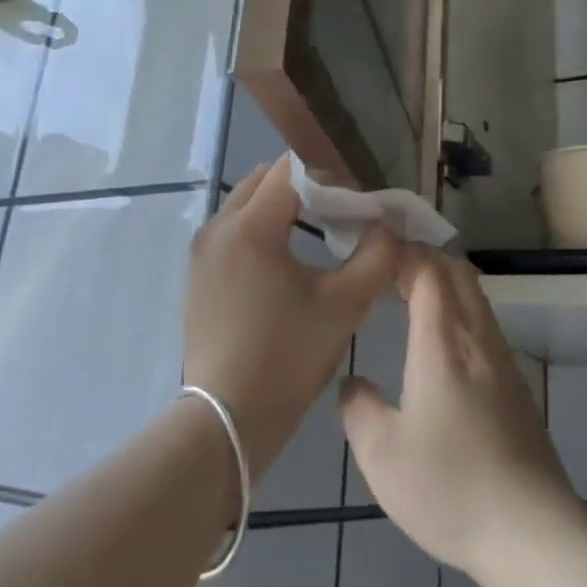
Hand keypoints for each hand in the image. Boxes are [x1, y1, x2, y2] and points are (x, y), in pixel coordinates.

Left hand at [185, 158, 398, 480]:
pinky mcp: (199, 273)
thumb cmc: (288, 356)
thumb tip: (387, 227)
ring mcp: (203, 250)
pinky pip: (235, 231)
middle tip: (343, 213)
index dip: (331, 176)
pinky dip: (263, 230)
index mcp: (250, 227)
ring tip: (321, 235)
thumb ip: (376, 256)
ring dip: (284, 208)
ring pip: (248, 204)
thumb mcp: (344, 305)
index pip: (292, 170)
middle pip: (266, 180)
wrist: (228, 416)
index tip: (359, 201)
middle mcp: (218, 227)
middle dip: (307, 186)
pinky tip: (290, 262)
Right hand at [339, 248, 580, 577]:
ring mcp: (504, 364)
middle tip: (386, 263)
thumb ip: (358, 408)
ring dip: (443, 282)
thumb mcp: (381, 455)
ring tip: (406, 293)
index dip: (402, 250)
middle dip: (423, 256)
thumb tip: (354, 384)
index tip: (373, 247)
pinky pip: (484, 326)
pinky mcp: (518, 390)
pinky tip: (439, 344)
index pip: (428, 271)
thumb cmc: (450, 488)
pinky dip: (458, 311)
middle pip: (458, 273)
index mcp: (442, 345)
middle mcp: (477, 342)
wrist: (534, 535)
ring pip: (476, 299)